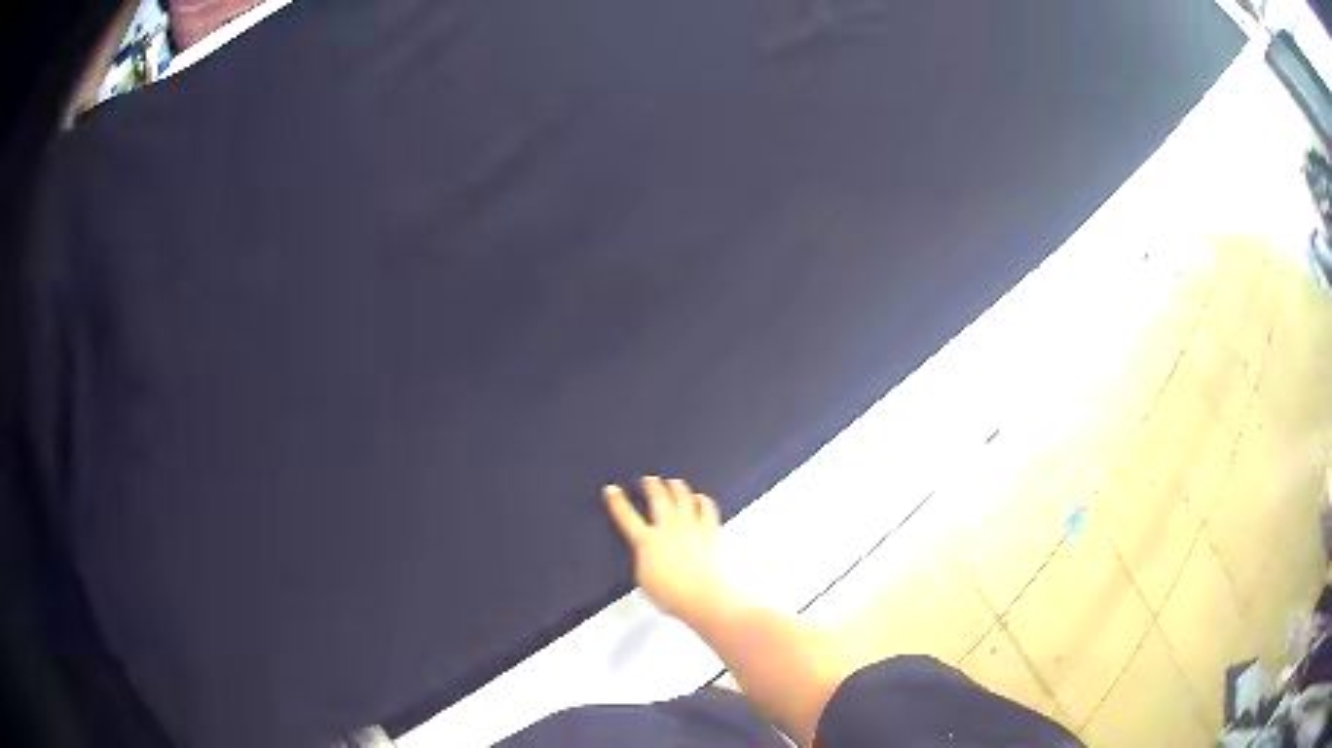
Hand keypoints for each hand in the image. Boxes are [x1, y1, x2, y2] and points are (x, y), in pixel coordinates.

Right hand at [603, 477, 736, 625]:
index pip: (626, 517)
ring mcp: (690, 527)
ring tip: (674, 482)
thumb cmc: (672, 594)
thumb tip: (644, 553)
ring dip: (676, 487)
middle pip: (658, 499)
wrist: (702, 595)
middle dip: (651, 486)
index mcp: (647, 542)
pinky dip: (703, 501)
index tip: (612, 490)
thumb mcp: (644, 579)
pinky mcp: (709, 531)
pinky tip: (701, 498)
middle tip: (648, 479)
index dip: (617, 502)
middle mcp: (668, 528)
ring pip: (683, 498)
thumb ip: (643, 559)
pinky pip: (707, 509)